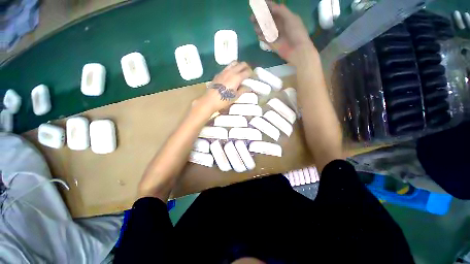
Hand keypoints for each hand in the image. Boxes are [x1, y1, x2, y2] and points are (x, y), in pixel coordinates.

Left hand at [193, 61, 251, 113]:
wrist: (210, 100)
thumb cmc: (224, 100)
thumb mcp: (235, 97)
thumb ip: (243, 90)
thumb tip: (248, 87)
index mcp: (237, 77)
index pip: (247, 71)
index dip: (252, 73)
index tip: (253, 77)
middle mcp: (231, 71)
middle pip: (242, 64)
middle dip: (247, 67)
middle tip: (248, 73)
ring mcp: (224, 71)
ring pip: (234, 63)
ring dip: (239, 66)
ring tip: (240, 73)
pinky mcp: (219, 73)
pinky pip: (227, 67)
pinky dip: (232, 68)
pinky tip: (231, 75)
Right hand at [250, 1, 316, 64]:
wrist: (297, 50)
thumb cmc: (296, 33)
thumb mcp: (291, 18)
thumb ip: (281, 11)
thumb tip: (271, 7)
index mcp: (284, 17)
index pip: (273, 10)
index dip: (266, 6)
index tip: (258, 4)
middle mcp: (278, 24)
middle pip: (267, 19)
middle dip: (259, 17)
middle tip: (252, 18)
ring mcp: (274, 34)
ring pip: (264, 29)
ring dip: (259, 27)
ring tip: (257, 28)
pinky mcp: (271, 43)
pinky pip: (264, 38)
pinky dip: (261, 36)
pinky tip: (260, 35)